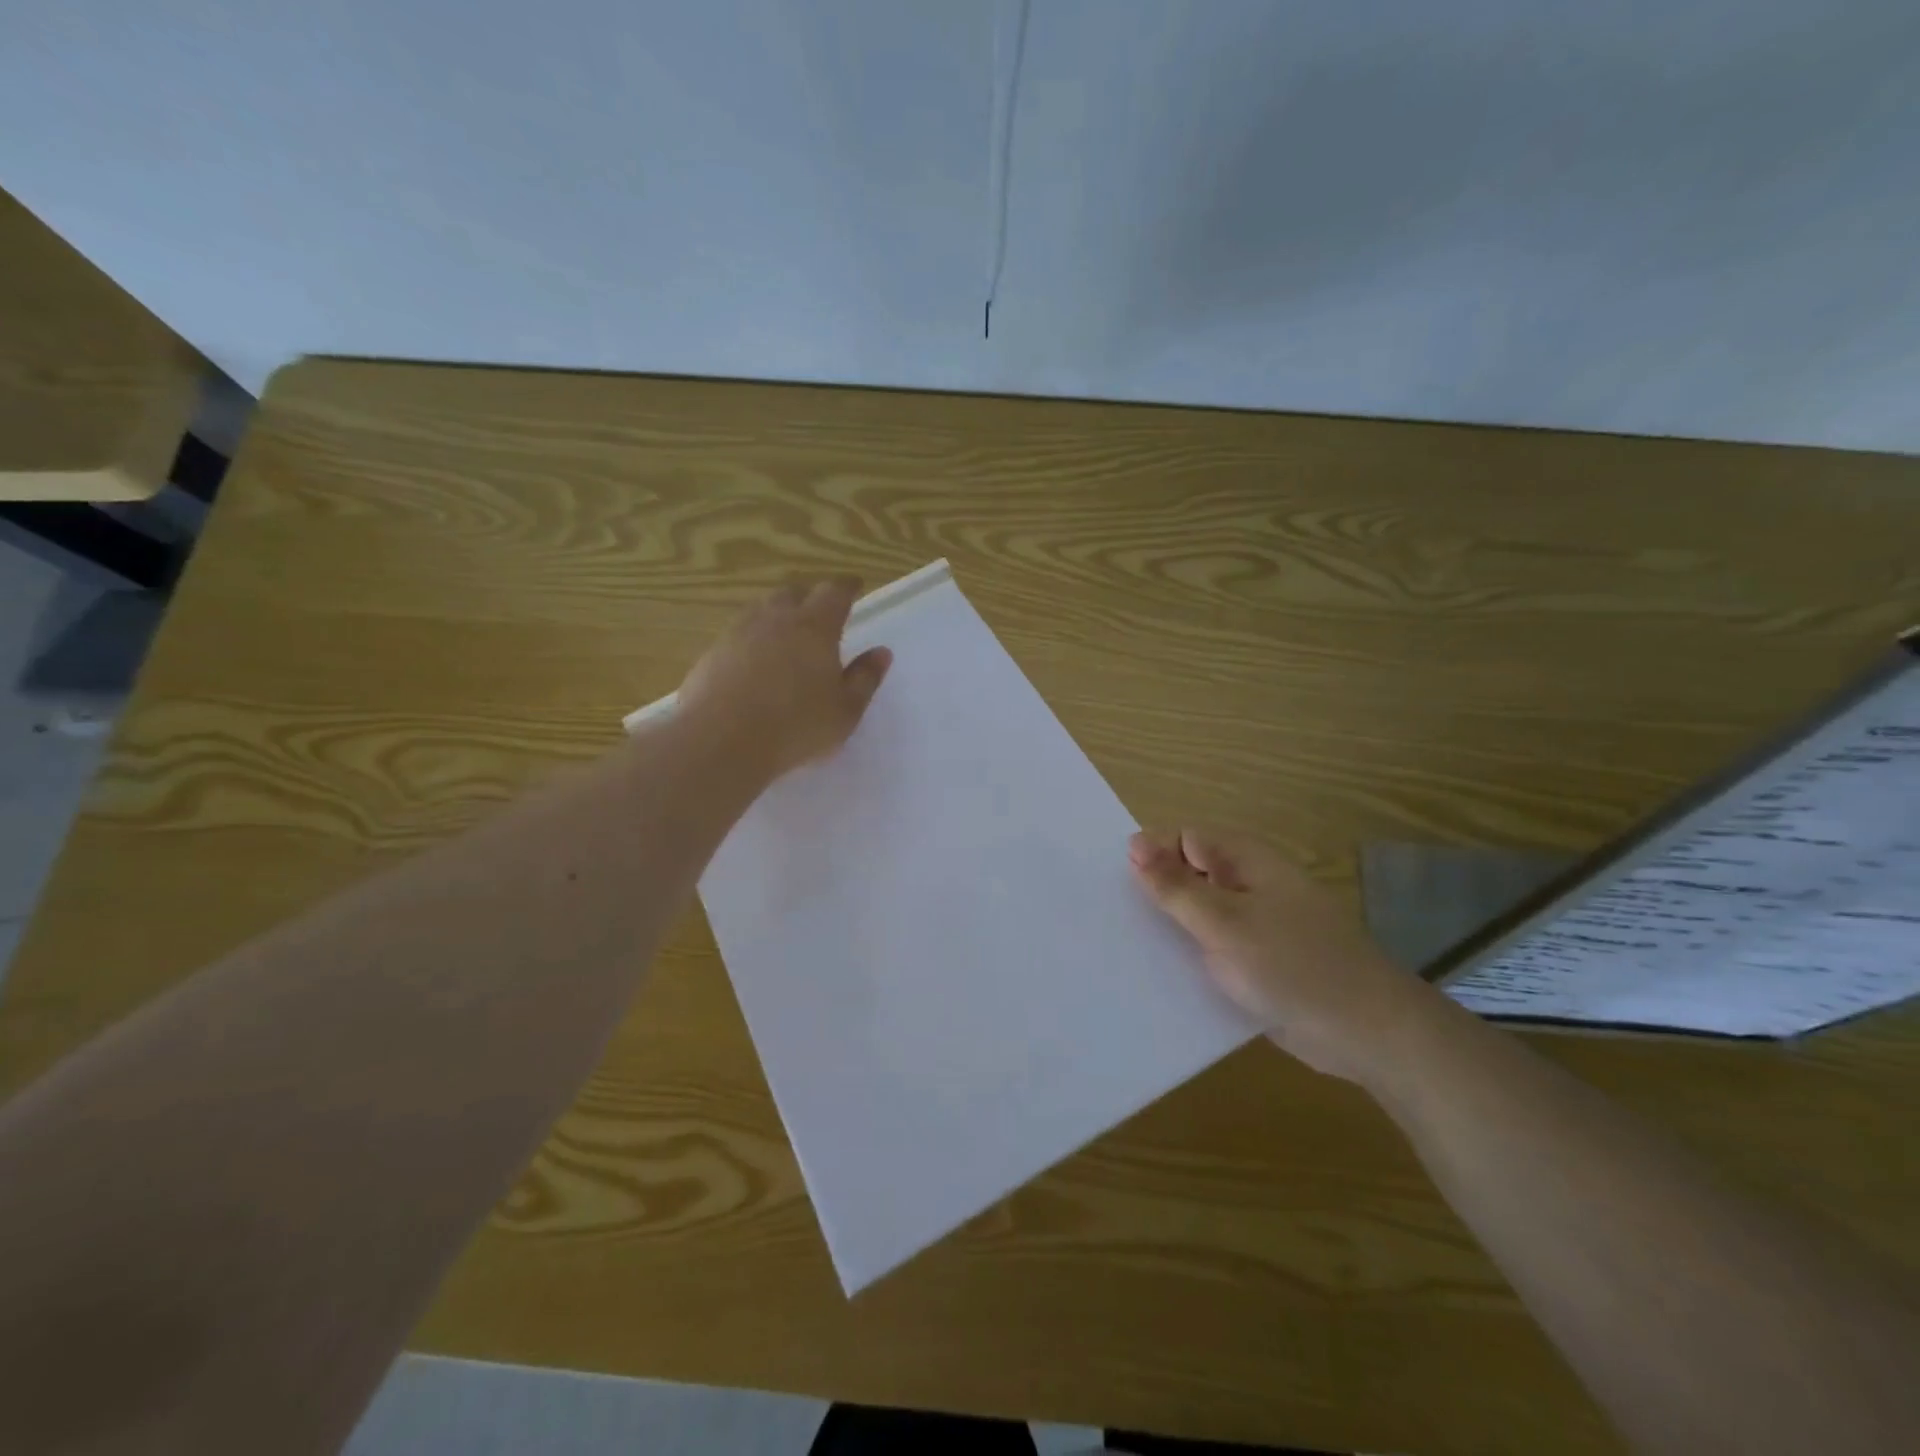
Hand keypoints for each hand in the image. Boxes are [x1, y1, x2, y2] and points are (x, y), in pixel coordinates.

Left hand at [677, 576, 892, 780]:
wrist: (721, 742)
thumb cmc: (796, 726)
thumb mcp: (845, 710)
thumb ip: (865, 679)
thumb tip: (881, 652)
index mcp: (814, 627)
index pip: (834, 593)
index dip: (847, 587)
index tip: (855, 586)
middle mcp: (774, 619)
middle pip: (793, 593)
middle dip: (809, 596)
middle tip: (819, 609)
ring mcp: (738, 634)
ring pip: (761, 610)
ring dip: (777, 614)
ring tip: (786, 631)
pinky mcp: (711, 654)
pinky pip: (737, 634)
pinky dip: (752, 638)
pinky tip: (754, 660)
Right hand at [1129, 828, 1435, 1084]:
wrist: (1366, 1031)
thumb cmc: (1292, 965)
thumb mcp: (1223, 922)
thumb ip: (1175, 886)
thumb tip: (1134, 844)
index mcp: (1244, 860)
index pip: (1181, 838)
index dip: (1150, 857)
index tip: (1118, 888)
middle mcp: (1247, 884)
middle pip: (1188, 874)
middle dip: (1154, 894)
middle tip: (1113, 920)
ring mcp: (1254, 924)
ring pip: (1198, 914)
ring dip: (1170, 928)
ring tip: (1125, 949)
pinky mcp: (1257, 960)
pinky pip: (1213, 947)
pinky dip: (1191, 957)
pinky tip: (1160, 977)